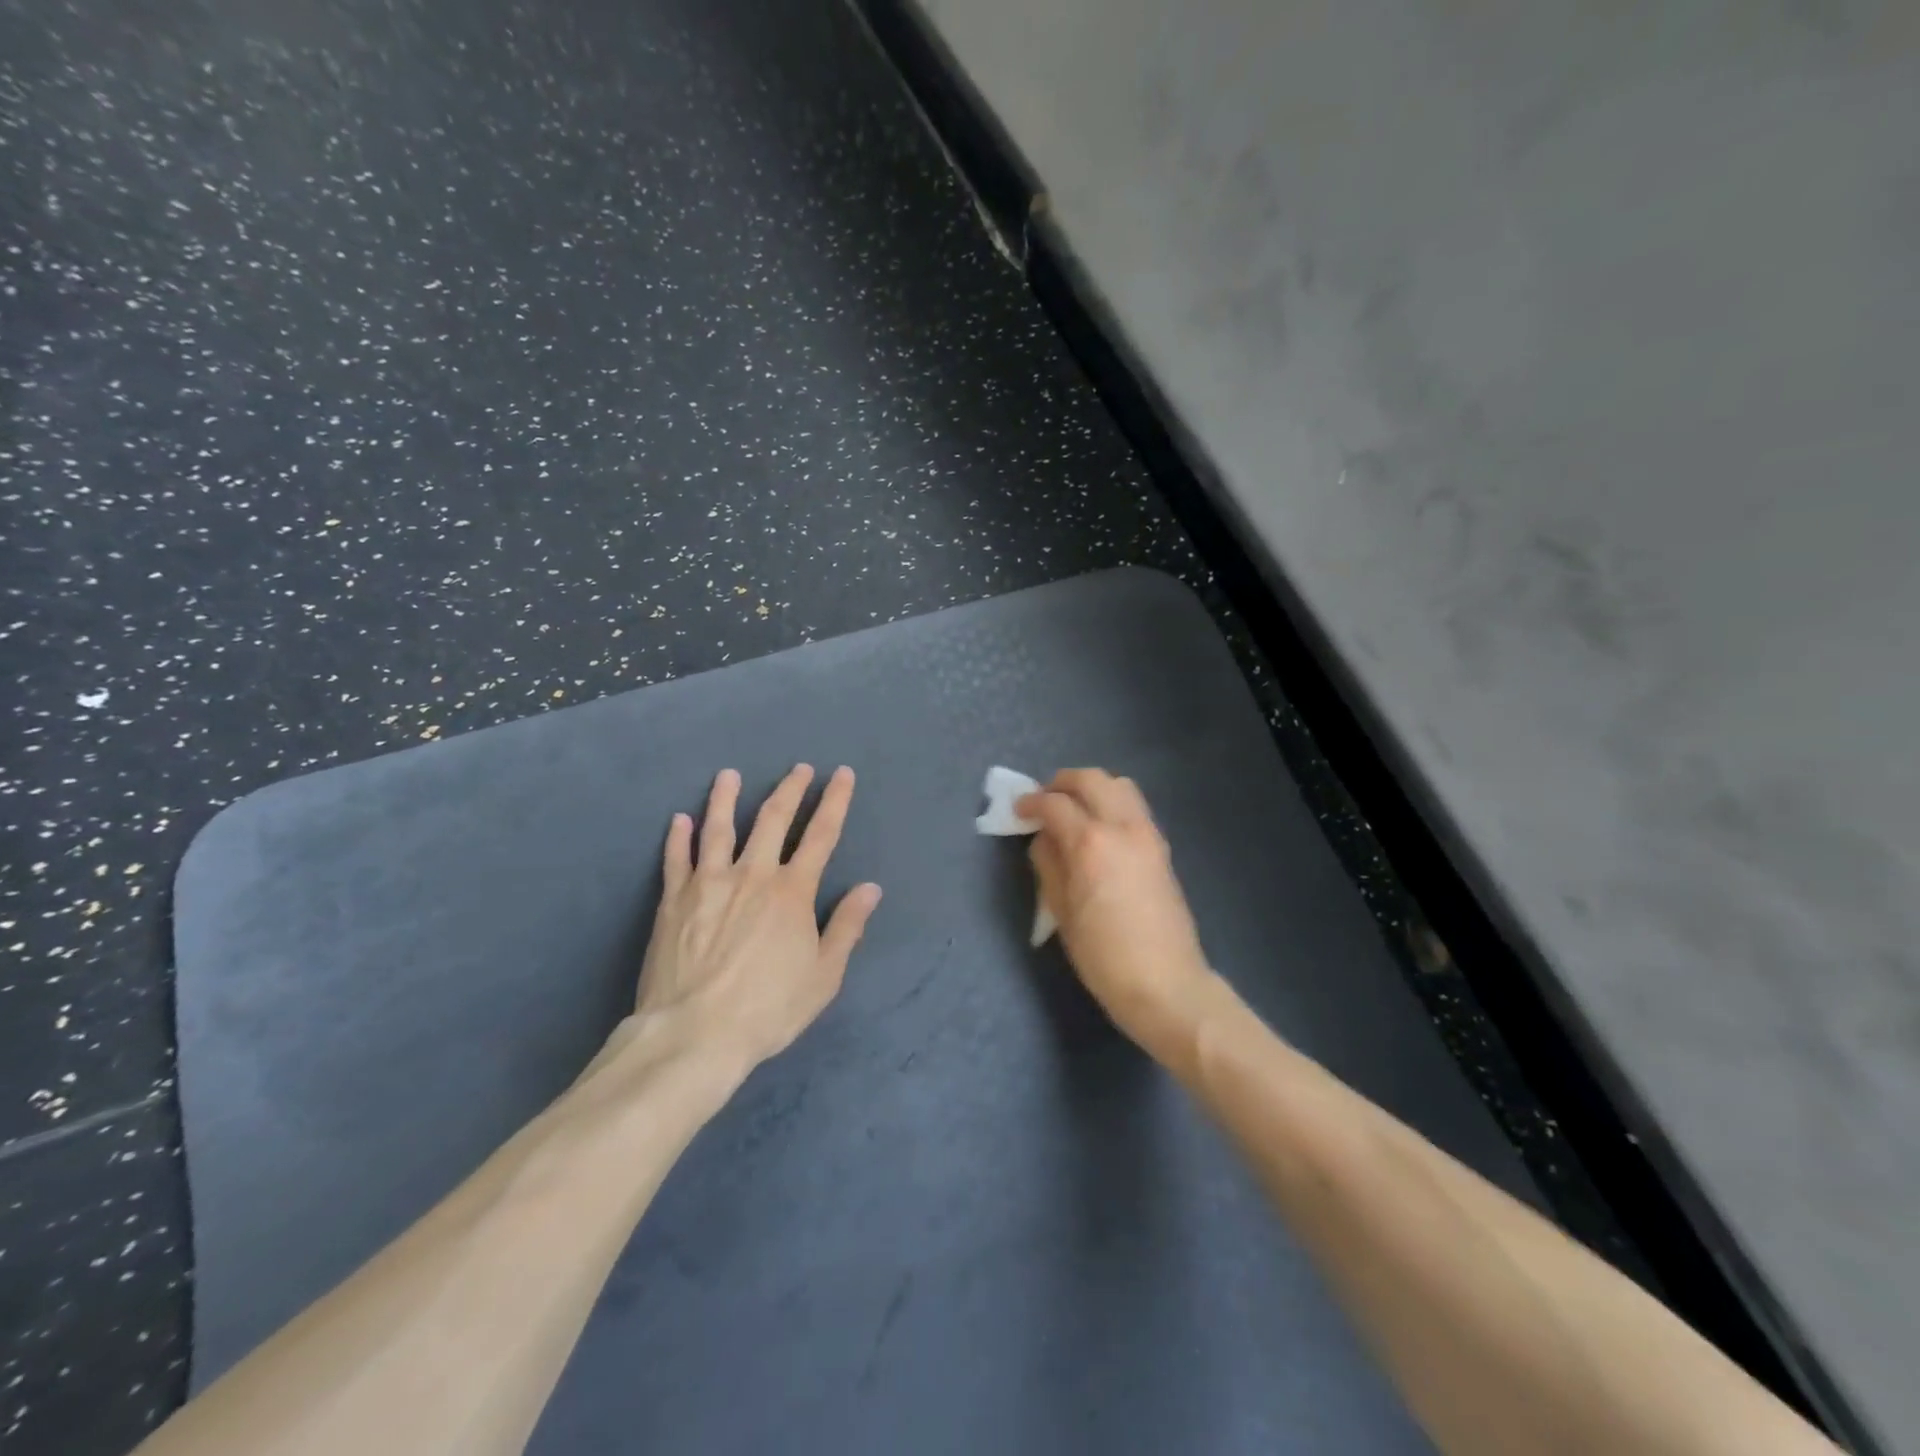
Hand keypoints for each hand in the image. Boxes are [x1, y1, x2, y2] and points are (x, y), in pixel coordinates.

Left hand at [633, 765, 881, 1071]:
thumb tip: (870, 889)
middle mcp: (753, 875)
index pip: (821, 835)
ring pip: (719, 828)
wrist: (695, 1032)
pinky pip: (677, 859)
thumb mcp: (823, 975)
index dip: (835, 801)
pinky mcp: (674, 899)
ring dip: (725, 798)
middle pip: (773, 820)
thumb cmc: (768, 1008)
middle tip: (799, 768)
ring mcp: (709, 883)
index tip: (842, 774)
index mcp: (793, 892)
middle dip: (790, 790)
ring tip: (729, 775)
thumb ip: (847, 927)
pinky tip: (679, 819)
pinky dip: (678, 837)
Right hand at [1019, 768, 1216, 1057]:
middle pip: (1092, 779)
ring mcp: (1148, 834)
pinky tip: (1099, 830)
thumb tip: (1044, 838)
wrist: (1165, 984)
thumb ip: (1048, 864)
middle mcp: (1122, 826)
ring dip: (1092, 788)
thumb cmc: (1103, 955)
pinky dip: (1112, 804)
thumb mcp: (1061, 912)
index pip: (1055, 804)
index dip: (1031, 802)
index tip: (1018, 810)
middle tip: (1044, 801)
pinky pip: (1134, 807)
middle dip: (1062, 783)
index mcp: (1091, 842)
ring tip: (1073, 810)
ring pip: (1120, 785)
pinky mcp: (1162, 848)